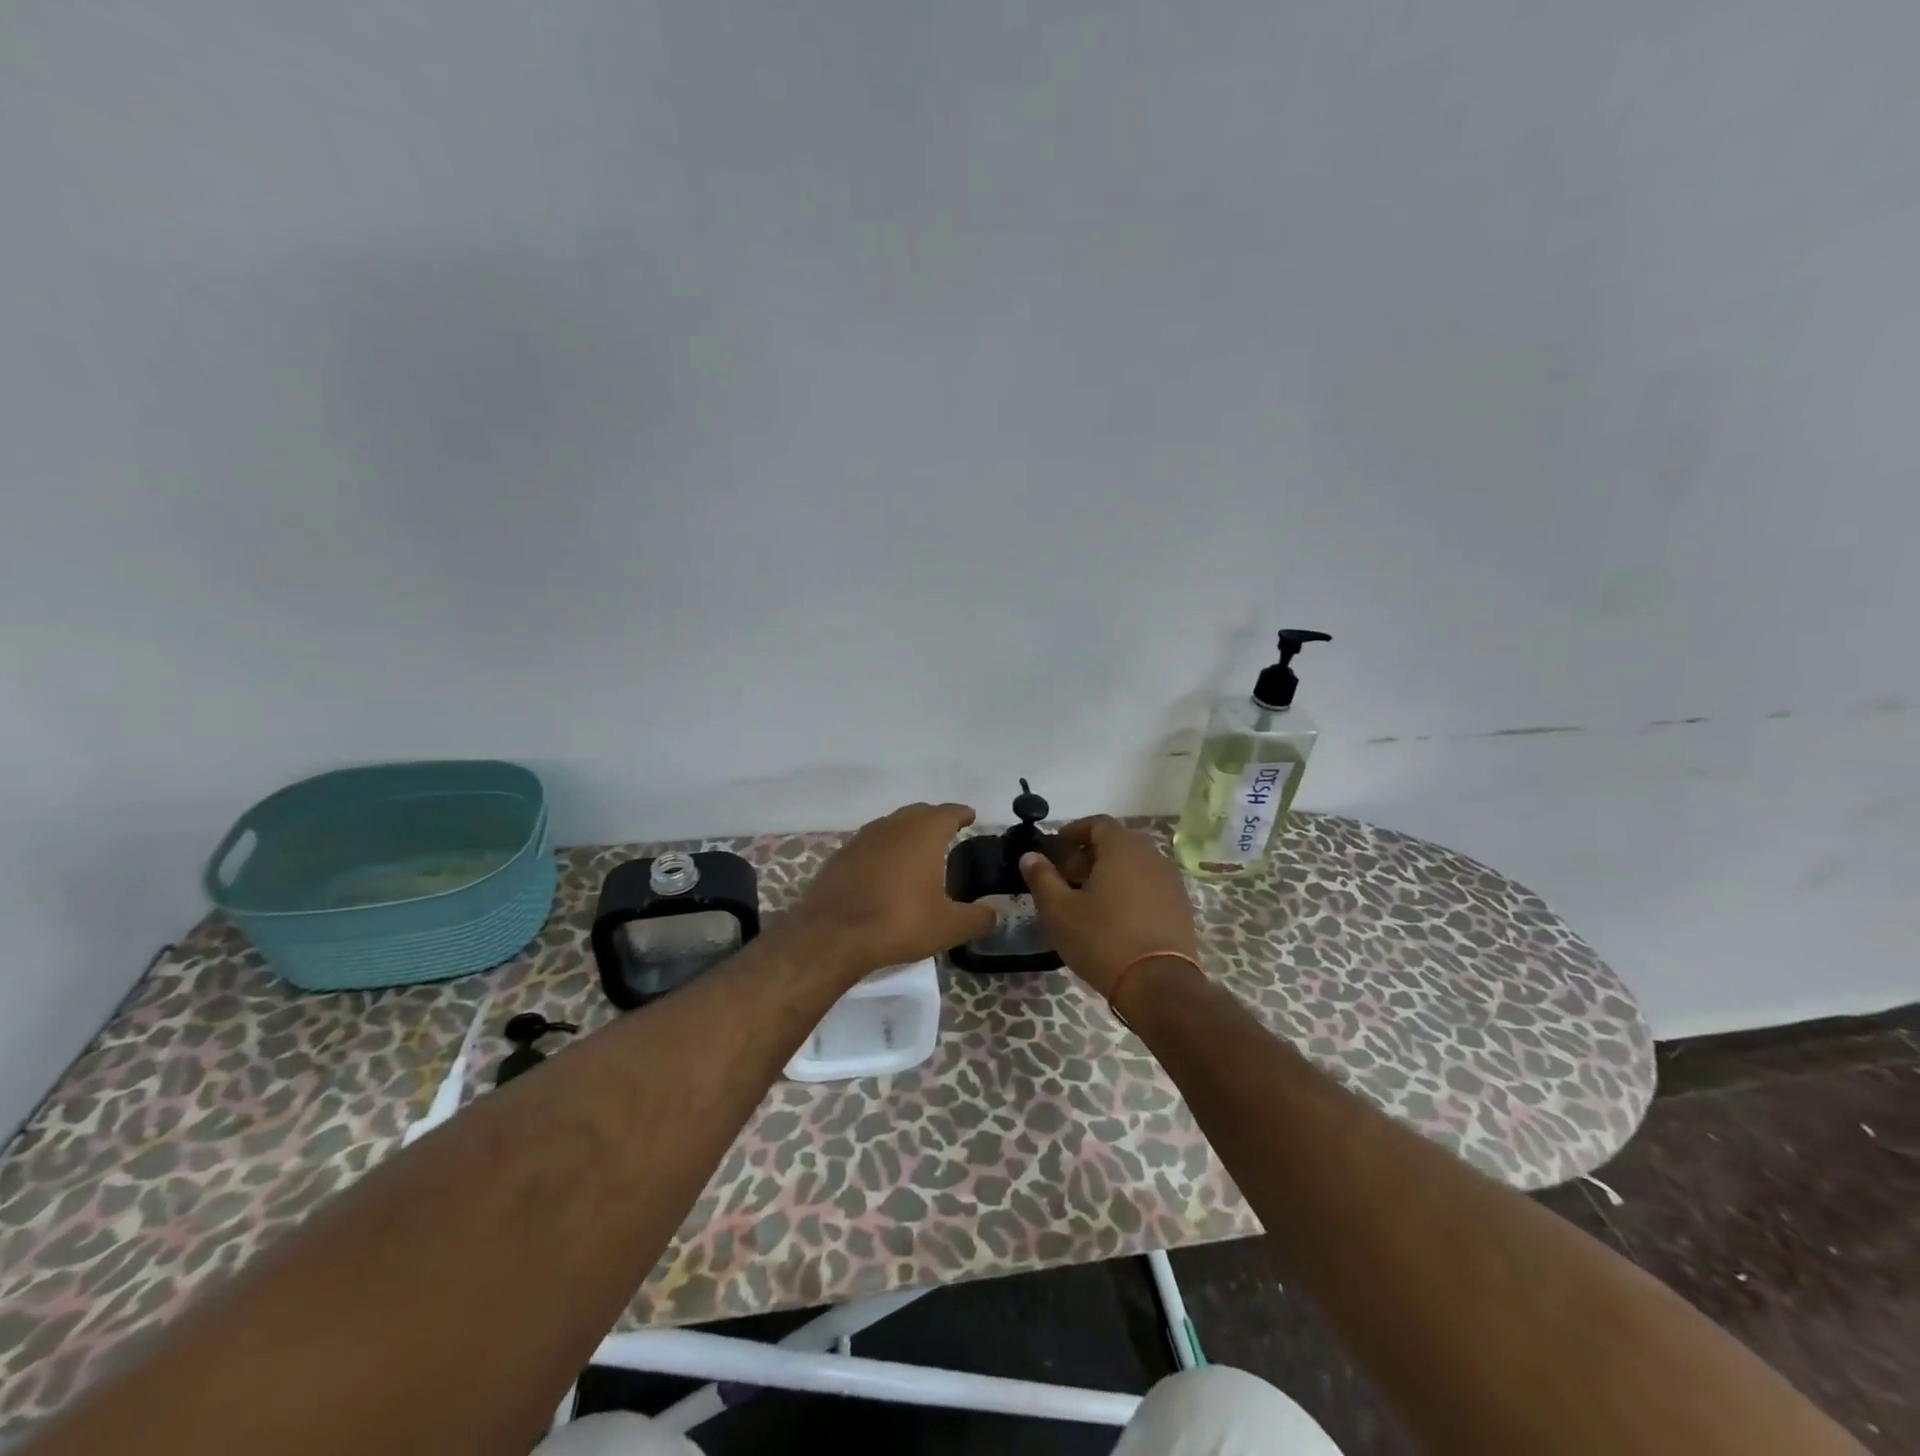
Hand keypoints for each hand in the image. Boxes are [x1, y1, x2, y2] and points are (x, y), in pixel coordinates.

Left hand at [790, 803, 996, 976]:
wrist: (833, 934)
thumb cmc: (899, 922)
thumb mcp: (949, 927)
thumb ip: (977, 918)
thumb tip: (993, 914)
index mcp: (923, 833)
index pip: (948, 812)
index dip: (961, 814)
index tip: (970, 816)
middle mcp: (893, 826)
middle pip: (918, 813)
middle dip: (934, 819)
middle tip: (947, 832)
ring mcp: (862, 838)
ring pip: (891, 825)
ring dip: (906, 832)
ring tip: (917, 851)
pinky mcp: (841, 856)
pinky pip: (869, 844)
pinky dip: (883, 850)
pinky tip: (884, 870)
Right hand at [1018, 816, 1198, 998]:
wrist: (1158, 985)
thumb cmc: (1102, 939)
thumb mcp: (1060, 910)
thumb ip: (1042, 878)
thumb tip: (1030, 856)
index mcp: (1123, 849)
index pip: (1098, 823)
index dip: (1074, 831)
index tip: (1056, 848)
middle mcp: (1152, 857)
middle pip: (1117, 843)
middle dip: (1088, 855)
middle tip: (1066, 878)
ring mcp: (1171, 882)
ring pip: (1134, 865)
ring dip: (1109, 874)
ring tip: (1088, 900)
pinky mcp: (1181, 907)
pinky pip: (1149, 886)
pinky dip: (1129, 891)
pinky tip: (1114, 918)